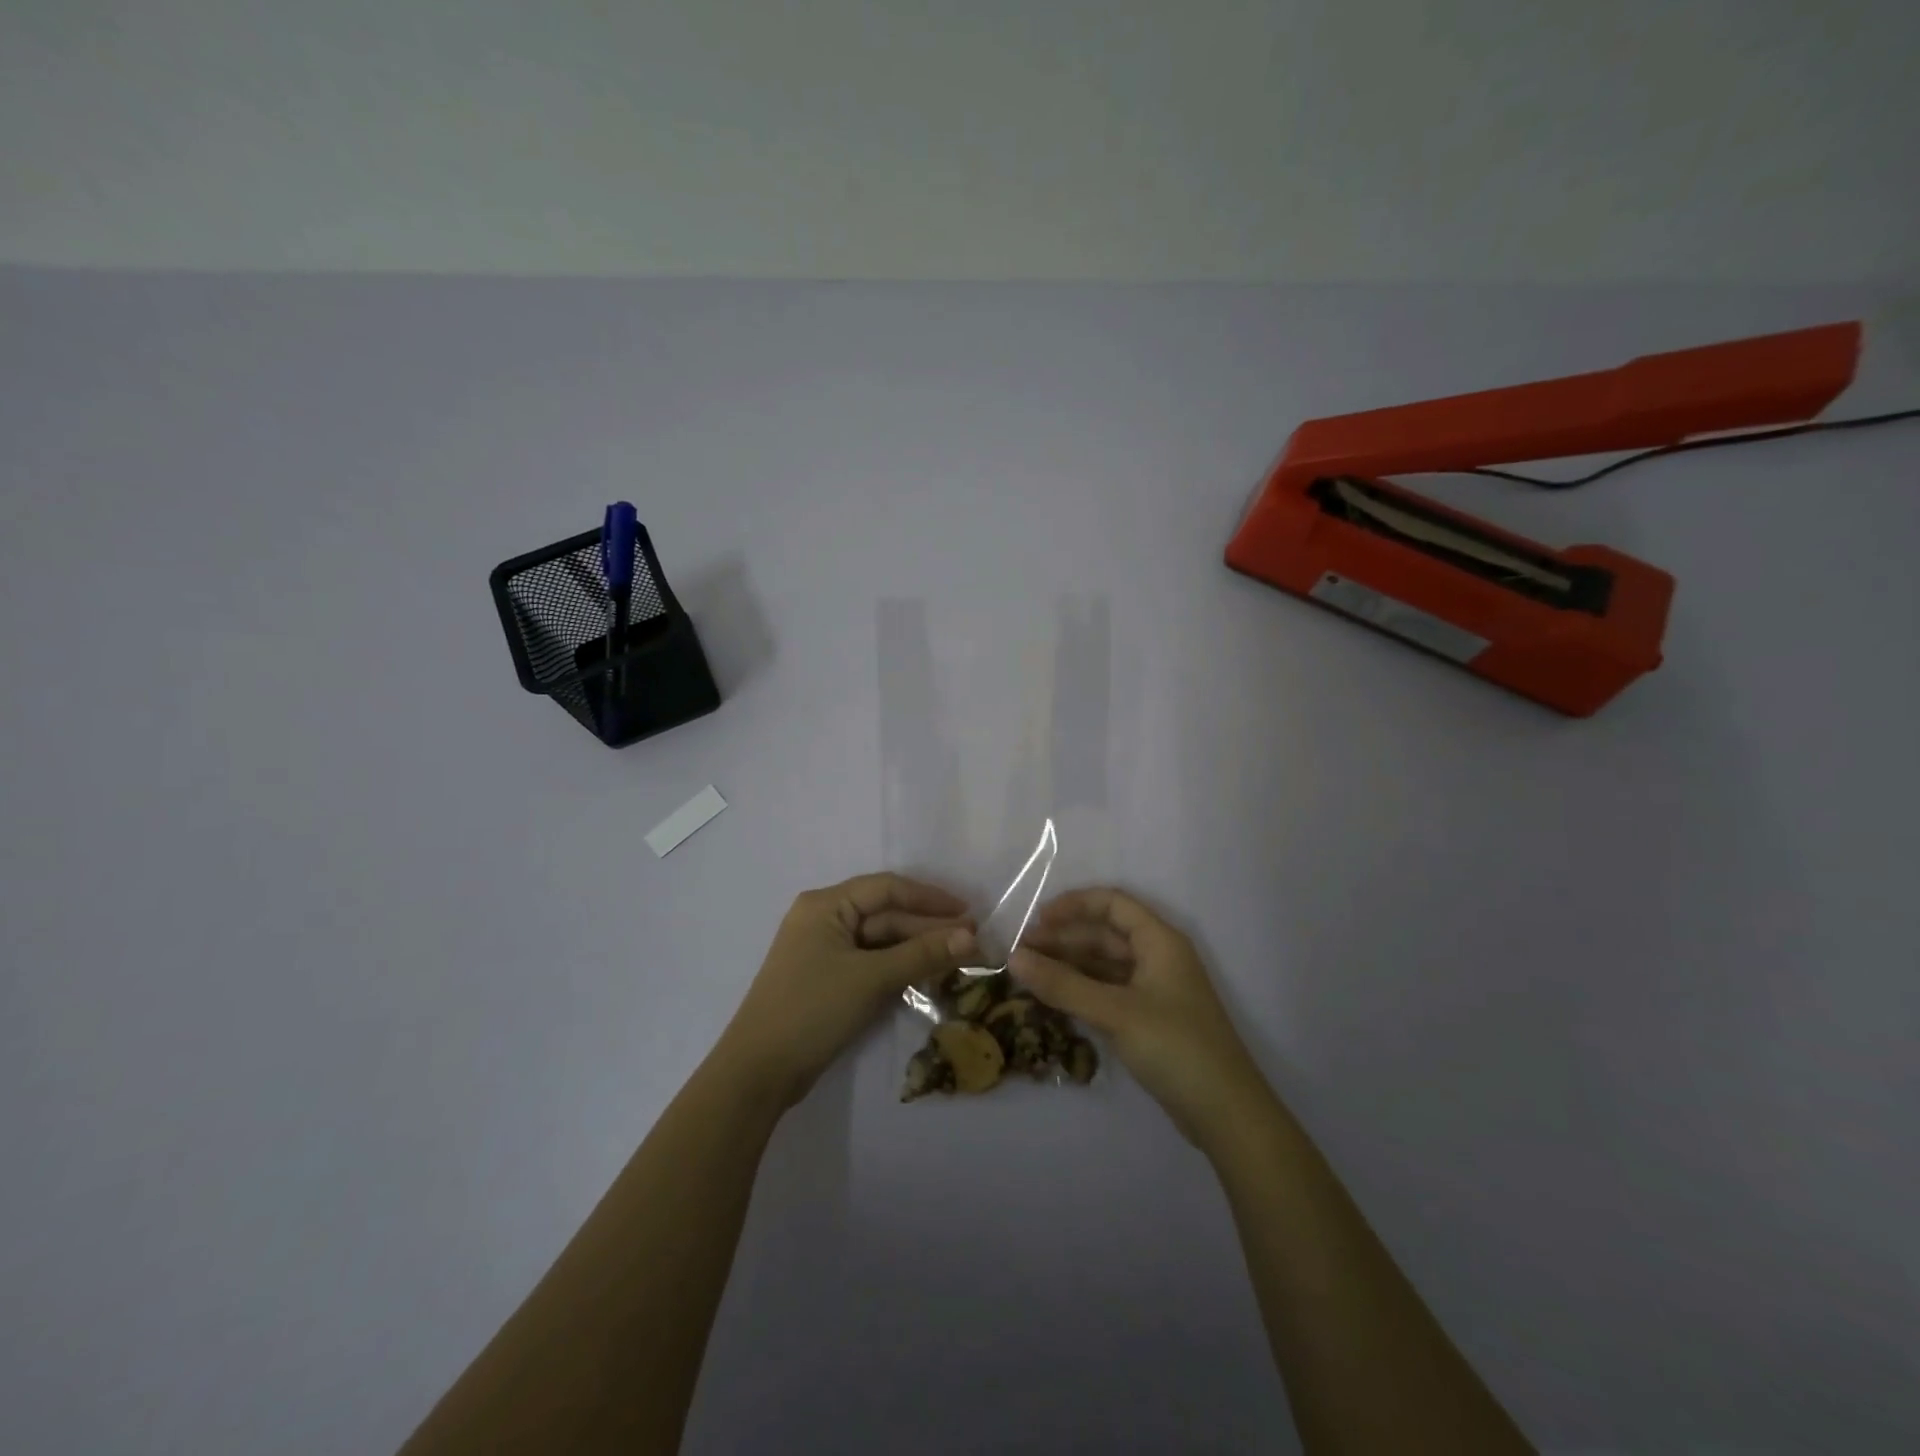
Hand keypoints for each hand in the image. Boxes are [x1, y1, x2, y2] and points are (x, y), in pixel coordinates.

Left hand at [718, 873, 977, 1108]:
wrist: (758, 1072)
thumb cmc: (813, 1010)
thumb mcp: (871, 978)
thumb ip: (922, 954)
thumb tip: (971, 937)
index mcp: (826, 905)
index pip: (887, 888)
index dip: (930, 898)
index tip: (969, 911)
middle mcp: (823, 919)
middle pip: (885, 914)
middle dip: (928, 926)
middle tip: (972, 940)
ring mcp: (823, 950)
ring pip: (880, 940)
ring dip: (917, 948)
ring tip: (959, 957)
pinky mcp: (826, 979)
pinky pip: (870, 962)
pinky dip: (898, 966)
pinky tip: (928, 973)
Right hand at [1011, 888, 1268, 1146]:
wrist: (1226, 1113)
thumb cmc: (1175, 1047)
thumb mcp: (1115, 1012)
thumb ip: (1063, 985)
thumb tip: (1013, 957)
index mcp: (1159, 940)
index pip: (1112, 904)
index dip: (1073, 905)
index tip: (1036, 919)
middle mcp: (1158, 957)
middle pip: (1105, 934)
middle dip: (1064, 939)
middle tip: (1020, 953)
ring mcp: (1154, 990)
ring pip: (1104, 965)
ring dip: (1069, 966)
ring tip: (1029, 975)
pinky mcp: (1150, 1019)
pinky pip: (1108, 992)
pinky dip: (1082, 991)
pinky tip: (1054, 1000)